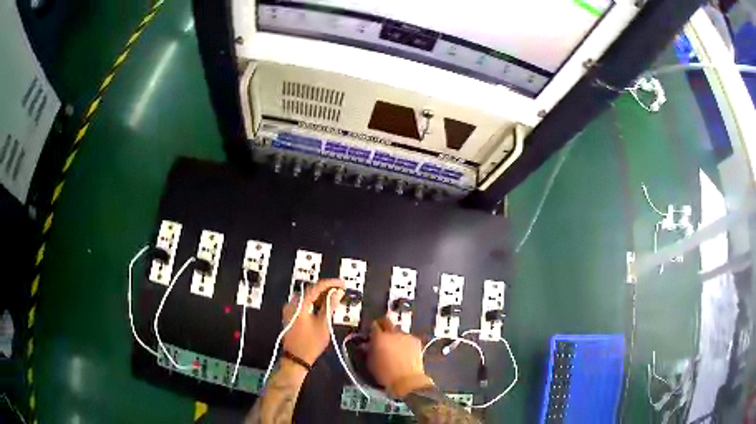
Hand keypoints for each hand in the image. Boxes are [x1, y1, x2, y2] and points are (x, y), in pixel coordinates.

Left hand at [282, 278, 344, 364]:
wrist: (296, 359)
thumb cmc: (311, 343)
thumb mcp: (324, 324)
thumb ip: (330, 306)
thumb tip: (337, 293)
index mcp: (299, 304)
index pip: (316, 287)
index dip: (330, 283)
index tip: (342, 283)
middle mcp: (292, 304)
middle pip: (310, 290)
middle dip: (326, 289)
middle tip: (340, 290)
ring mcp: (290, 310)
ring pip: (308, 297)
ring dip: (321, 296)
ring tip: (335, 297)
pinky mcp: (291, 315)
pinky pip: (304, 304)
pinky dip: (315, 303)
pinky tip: (324, 306)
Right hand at [367, 318, 433, 397]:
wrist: (408, 380)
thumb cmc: (385, 374)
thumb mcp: (371, 363)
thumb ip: (369, 350)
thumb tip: (367, 345)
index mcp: (380, 337)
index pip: (374, 325)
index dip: (372, 328)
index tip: (371, 332)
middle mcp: (393, 333)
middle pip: (387, 322)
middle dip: (383, 325)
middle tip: (382, 334)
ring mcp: (406, 336)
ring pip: (398, 331)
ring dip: (395, 336)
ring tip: (394, 346)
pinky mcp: (416, 341)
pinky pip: (408, 338)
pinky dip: (405, 342)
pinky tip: (404, 351)